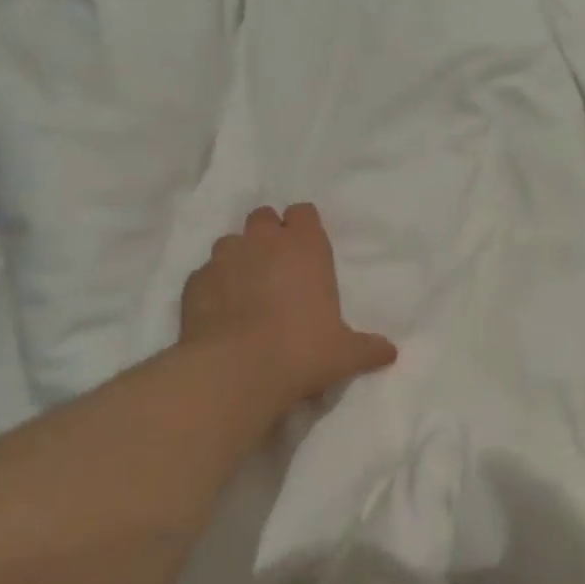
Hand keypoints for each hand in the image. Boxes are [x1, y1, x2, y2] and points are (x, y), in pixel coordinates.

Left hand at [178, 203, 397, 418]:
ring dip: (238, 258)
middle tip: (276, 267)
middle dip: (268, 235)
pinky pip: (205, 274)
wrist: (235, 371)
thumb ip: (367, 348)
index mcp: (305, 247)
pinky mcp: (194, 282)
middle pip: (263, 217)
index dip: (303, 227)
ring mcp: (224, 258)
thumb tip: (390, 353)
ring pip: (230, 242)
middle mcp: (264, 242)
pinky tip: (219, 312)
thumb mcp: (344, 353)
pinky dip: (212, 286)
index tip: (306, 250)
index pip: (303, 212)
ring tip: (245, 289)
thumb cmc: (301, 351)